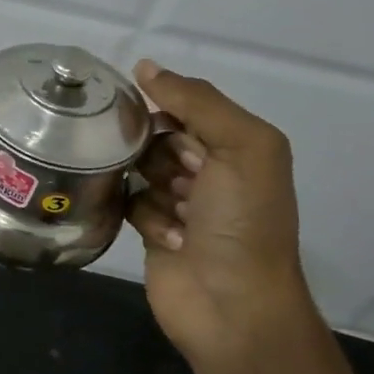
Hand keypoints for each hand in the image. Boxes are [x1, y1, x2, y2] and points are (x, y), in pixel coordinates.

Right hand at [127, 61, 317, 365]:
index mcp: (237, 144)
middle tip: (174, 175)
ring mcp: (181, 201)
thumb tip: (144, 66)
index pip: (185, 104)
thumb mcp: (242, 147)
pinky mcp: (154, 229)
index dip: (162, 106)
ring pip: (138, 168)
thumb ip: (197, 101)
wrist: (234, 307)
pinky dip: (145, 217)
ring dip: (151, 186)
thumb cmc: (243, 222)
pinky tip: (169, 238)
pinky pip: (130, 202)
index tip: (137, 112)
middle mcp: (209, 168)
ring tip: (177, 212)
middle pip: (156, 135)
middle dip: (155, 150)